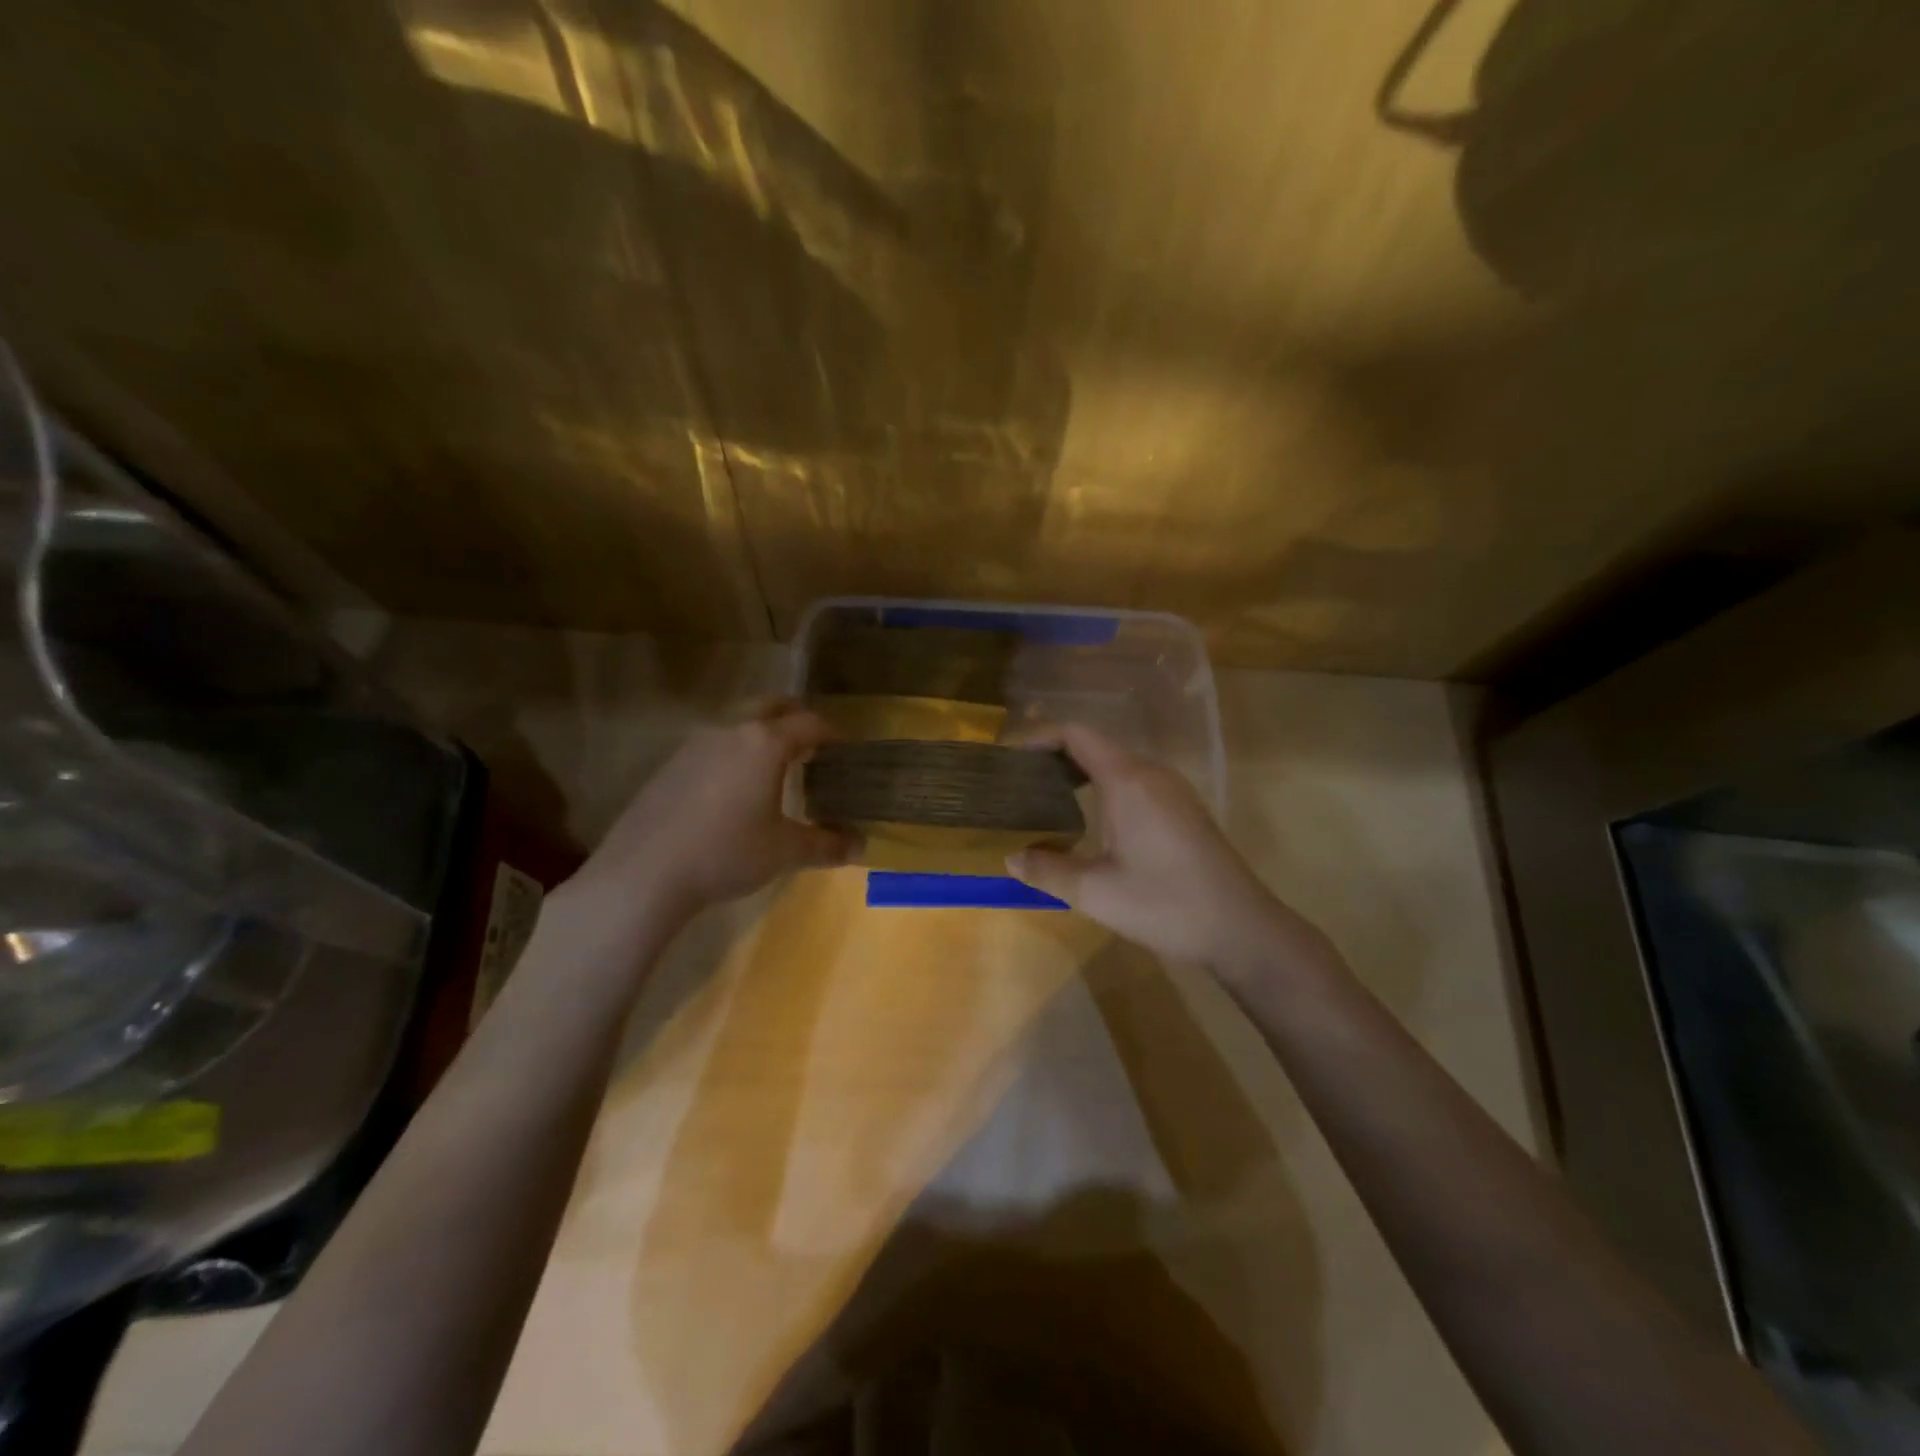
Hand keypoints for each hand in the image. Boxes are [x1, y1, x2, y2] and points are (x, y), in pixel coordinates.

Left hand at [561, 700, 853, 930]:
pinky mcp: (670, 764)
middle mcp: (731, 730)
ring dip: (761, 731)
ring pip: (738, 720)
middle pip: (771, 705)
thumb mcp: (785, 852)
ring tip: (775, 763)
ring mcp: (694, 744)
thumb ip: (826, 845)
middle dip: (796, 716)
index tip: (846, 748)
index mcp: (765, 742)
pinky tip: (734, 787)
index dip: (832, 733)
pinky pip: (713, 743)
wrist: (645, 872)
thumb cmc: (728, 853)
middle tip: (812, 742)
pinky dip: (734, 751)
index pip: (809, 723)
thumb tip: (859, 846)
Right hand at [1006, 724, 1330, 973]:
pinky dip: (1103, 786)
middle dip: (1054, 757)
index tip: (1010, 759)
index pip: (1076, 735)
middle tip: (1021, 784)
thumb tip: (1010, 858)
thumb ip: (1048, 870)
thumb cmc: (1166, 904)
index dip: (1039, 738)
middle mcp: (1151, 772)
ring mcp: (1172, 788)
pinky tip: (1090, 819)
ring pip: (1116, 764)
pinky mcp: (1184, 807)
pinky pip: (1134, 780)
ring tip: (1047, 799)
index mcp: (1127, 780)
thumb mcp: (1096, 893)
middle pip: (1095, 746)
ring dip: (1080, 773)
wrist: (1241, 927)